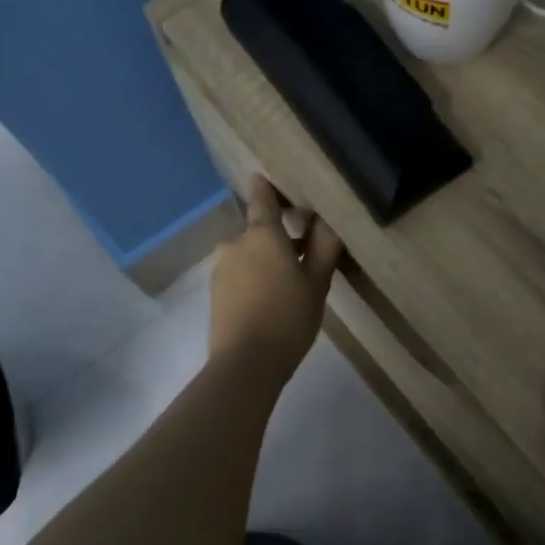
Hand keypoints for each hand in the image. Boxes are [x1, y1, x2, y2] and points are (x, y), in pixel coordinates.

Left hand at [209, 176, 344, 381]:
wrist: (245, 363)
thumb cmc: (288, 317)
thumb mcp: (317, 283)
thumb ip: (324, 247)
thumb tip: (329, 219)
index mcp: (262, 234)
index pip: (262, 197)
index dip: (267, 187)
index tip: (274, 181)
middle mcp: (236, 242)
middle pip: (258, 229)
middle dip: (278, 236)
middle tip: (305, 253)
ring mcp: (221, 267)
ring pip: (248, 253)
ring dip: (266, 259)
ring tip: (290, 283)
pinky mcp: (215, 292)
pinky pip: (239, 273)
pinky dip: (254, 277)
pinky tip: (270, 299)